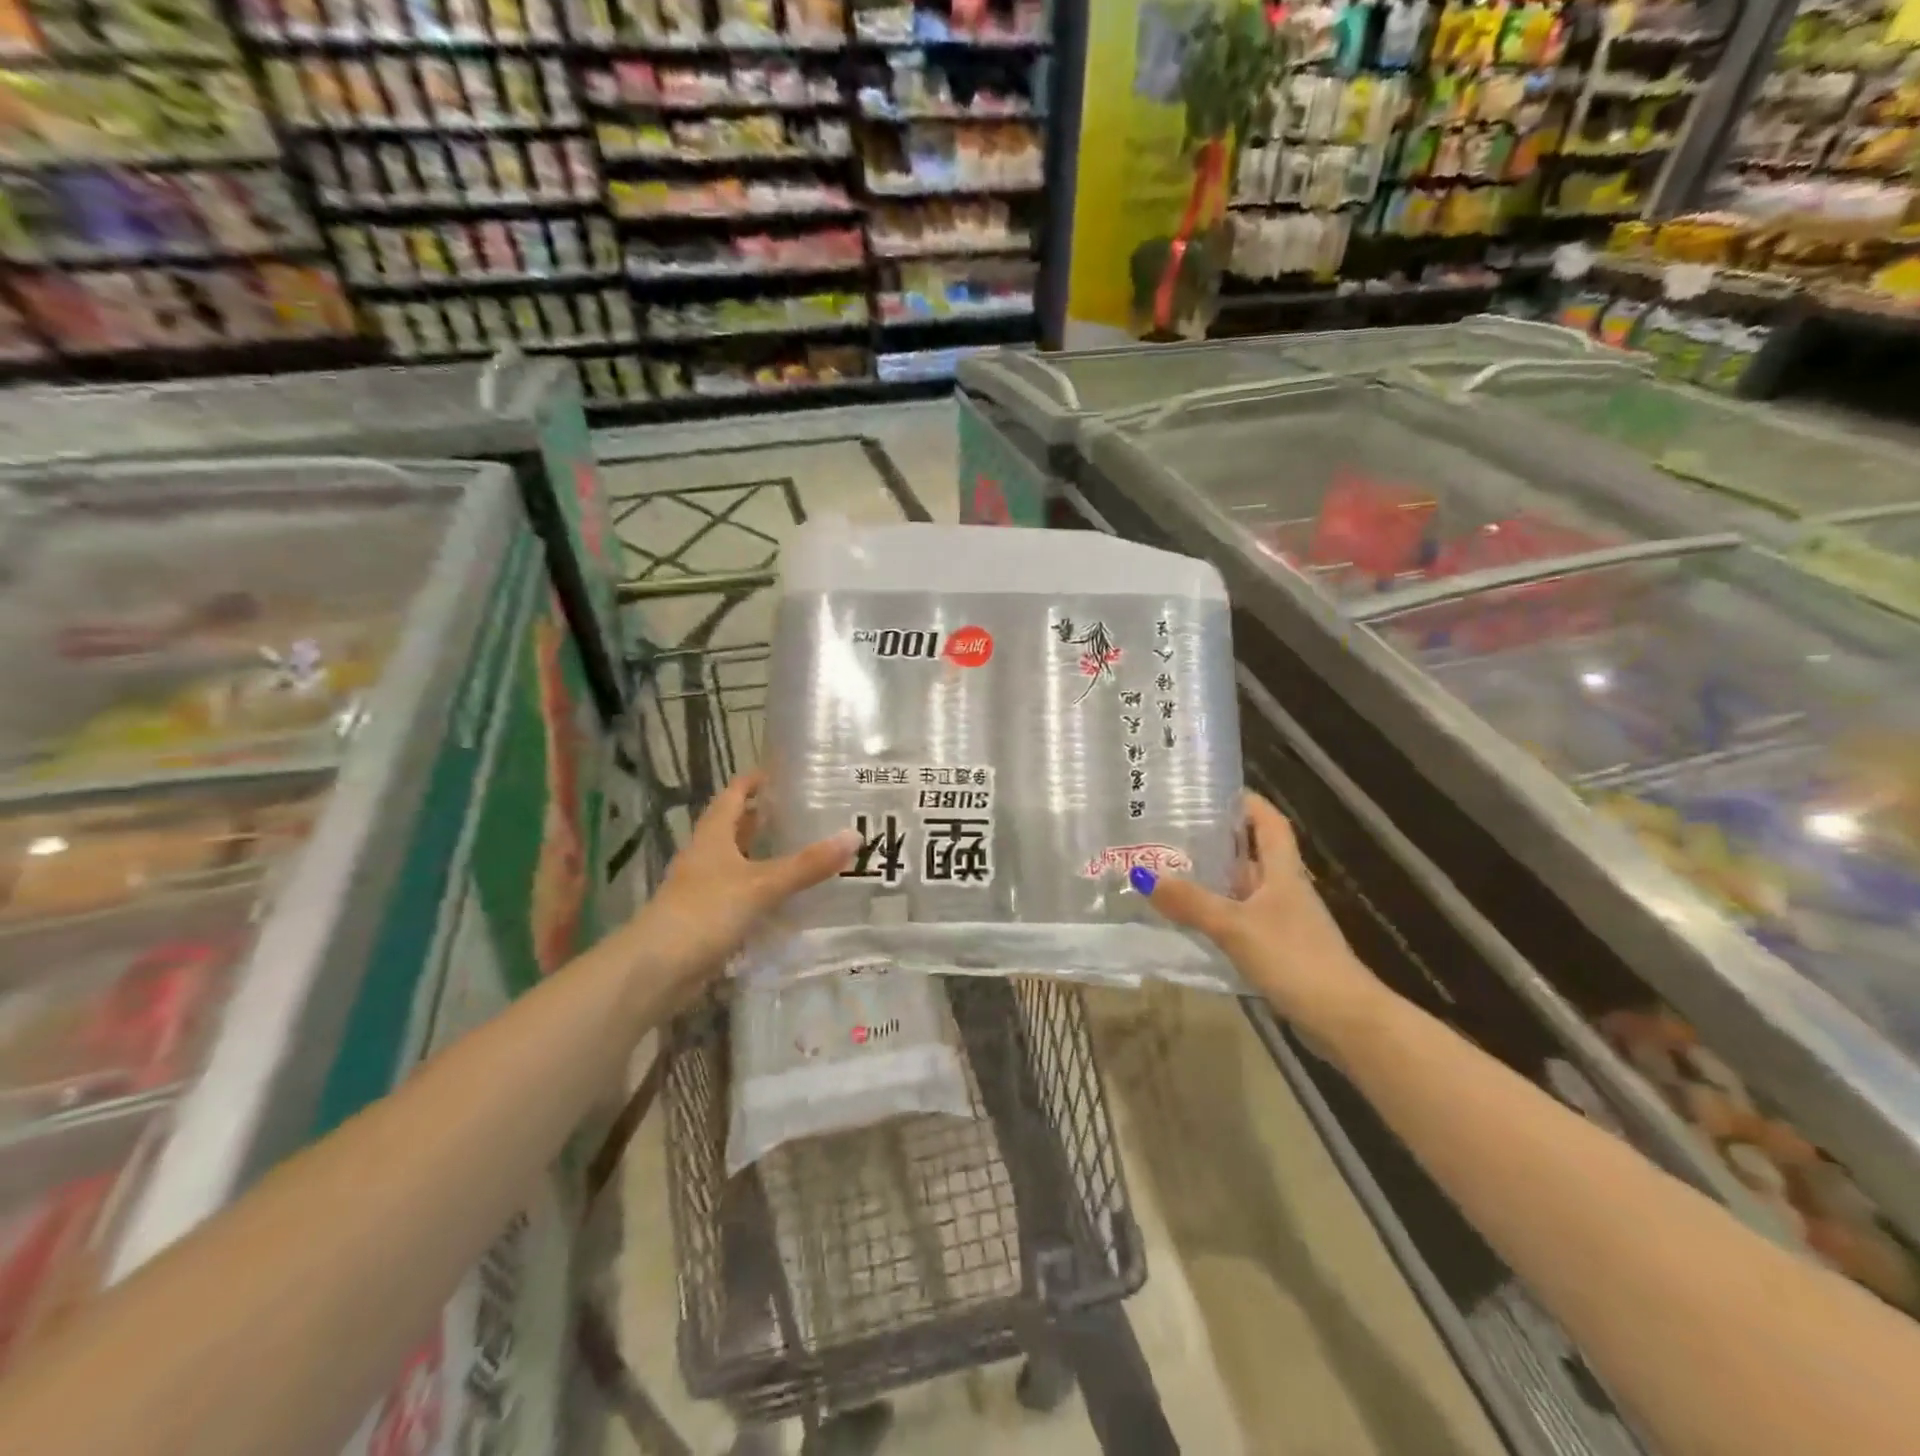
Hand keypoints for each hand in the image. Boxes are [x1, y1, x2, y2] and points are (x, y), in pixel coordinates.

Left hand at [631, 772, 857, 997]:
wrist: (656, 970)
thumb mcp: (762, 884)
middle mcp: (706, 856)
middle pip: (735, 827)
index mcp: (713, 836)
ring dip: (763, 856)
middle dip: (763, 818)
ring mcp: (703, 889)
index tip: (782, 773)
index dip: (754, 782)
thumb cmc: (705, 912)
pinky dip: (761, 891)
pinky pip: (740, 895)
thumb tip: (854, 836)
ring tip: (802, 851)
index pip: (733, 795)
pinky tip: (786, 899)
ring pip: (738, 862)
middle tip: (803, 812)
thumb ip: (807, 864)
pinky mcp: (707, 919)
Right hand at [1137, 793, 1379, 1035]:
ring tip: (1171, 869)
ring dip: (1215, 878)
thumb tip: (1141, 874)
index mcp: (1283, 872)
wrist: (1343, 1019)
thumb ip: (1191, 901)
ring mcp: (1284, 921)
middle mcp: (1285, 889)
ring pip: (1245, 888)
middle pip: (1253, 853)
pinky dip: (1218, 912)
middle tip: (1173, 830)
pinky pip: (1242, 918)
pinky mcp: (1280, 949)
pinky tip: (1192, 919)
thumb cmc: (1294, 958)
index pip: (1270, 823)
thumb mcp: (1235, 926)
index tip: (1214, 791)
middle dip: (1219, 839)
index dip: (1248, 803)